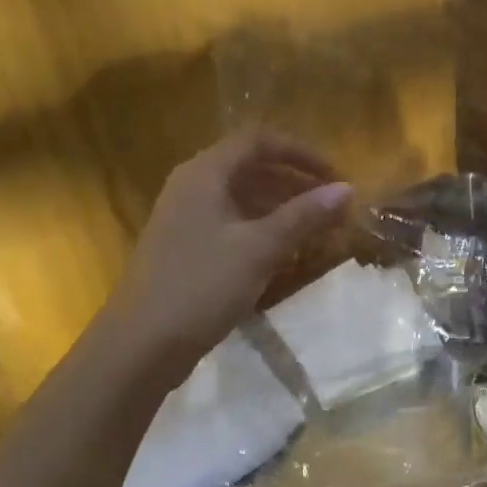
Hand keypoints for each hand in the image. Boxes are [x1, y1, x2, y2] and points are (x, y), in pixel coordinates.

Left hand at [104, 131, 352, 385]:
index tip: (334, 175)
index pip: (258, 141)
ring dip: (282, 207)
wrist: (140, 346)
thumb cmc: (201, 285)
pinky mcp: (186, 248)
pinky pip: (233, 224)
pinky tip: (286, 252)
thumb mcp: (260, 248)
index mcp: (205, 173)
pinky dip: (263, 229)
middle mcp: (192, 187)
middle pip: (251, 167)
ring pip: (243, 197)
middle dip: (295, 181)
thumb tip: (345, 188)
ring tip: (318, 228)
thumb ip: (304, 215)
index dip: (300, 152)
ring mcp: (186, 218)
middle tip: (332, 203)